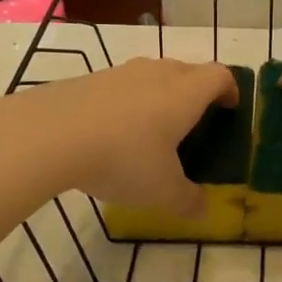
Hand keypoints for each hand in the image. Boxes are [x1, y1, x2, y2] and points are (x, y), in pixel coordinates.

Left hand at [0, 58, 238, 214]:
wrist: (51, 134)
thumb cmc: (123, 158)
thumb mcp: (162, 191)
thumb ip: (188, 200)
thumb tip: (203, 210)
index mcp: (185, 93)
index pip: (220, 76)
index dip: (230, 89)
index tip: (230, 108)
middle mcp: (158, 73)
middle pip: (188, 71)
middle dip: (196, 92)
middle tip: (193, 123)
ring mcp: (121, 72)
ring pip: (152, 76)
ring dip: (159, 96)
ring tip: (151, 130)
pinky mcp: (90, 79)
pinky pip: (121, 87)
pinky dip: (127, 104)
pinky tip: (112, 133)